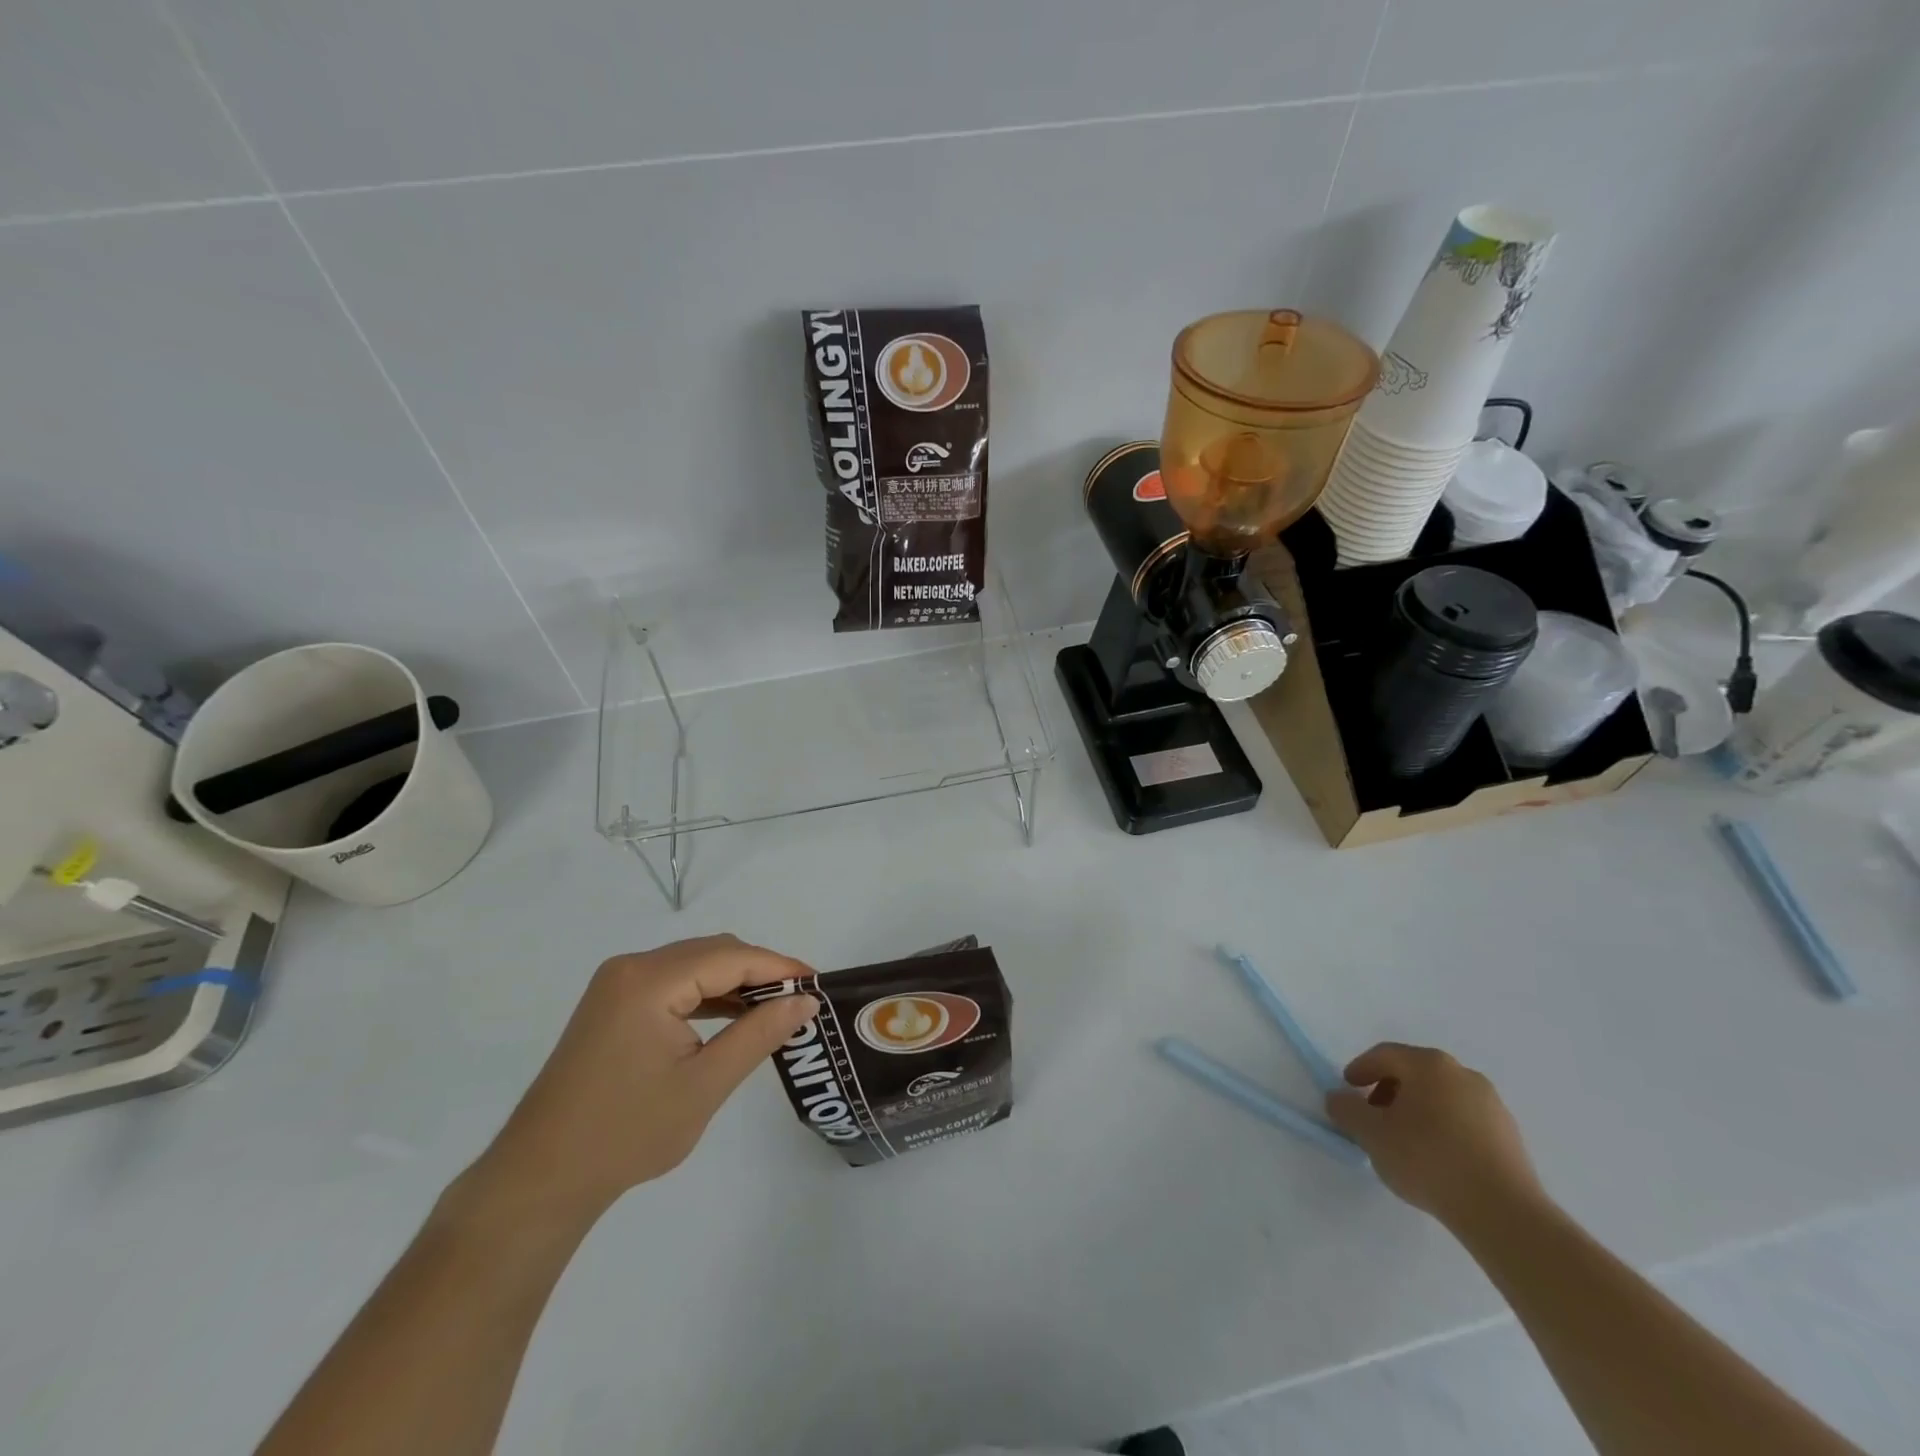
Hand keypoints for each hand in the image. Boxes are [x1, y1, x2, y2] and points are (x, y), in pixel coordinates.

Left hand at [456, 936, 819, 1229]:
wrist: (540, 1179)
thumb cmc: (626, 1134)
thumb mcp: (705, 1085)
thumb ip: (759, 1034)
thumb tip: (805, 1001)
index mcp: (650, 980)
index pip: (731, 957)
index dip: (779, 967)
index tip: (817, 983)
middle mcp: (631, 968)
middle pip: (712, 953)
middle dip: (759, 972)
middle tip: (799, 1000)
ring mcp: (617, 984)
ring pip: (693, 966)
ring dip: (734, 982)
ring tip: (774, 1010)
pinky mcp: (612, 1004)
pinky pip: (673, 984)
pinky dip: (706, 996)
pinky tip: (732, 1017)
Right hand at [1325, 1042, 1544, 1230]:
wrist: (1504, 1213)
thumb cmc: (1428, 1160)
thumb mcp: (1372, 1135)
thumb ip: (1346, 1110)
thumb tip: (1338, 1098)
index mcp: (1428, 1064)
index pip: (1384, 1055)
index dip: (1360, 1069)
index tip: (1348, 1090)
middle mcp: (1462, 1074)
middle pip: (1414, 1073)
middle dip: (1388, 1091)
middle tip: (1373, 1117)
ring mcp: (1492, 1104)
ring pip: (1441, 1097)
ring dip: (1417, 1111)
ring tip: (1405, 1142)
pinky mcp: (1510, 1136)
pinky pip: (1465, 1120)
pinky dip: (1444, 1129)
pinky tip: (1437, 1158)